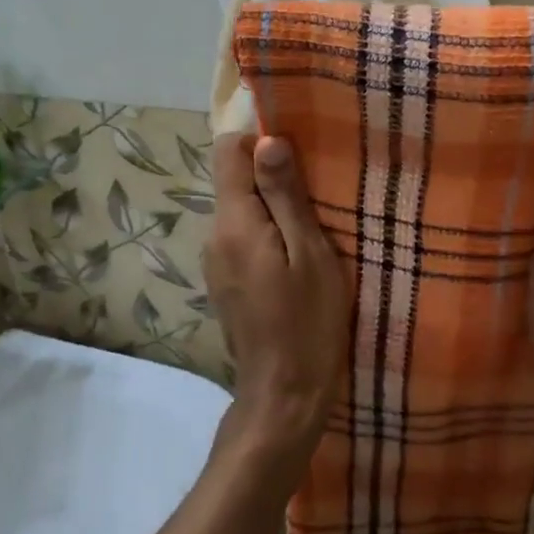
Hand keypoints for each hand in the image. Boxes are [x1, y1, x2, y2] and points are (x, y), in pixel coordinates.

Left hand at [204, 134, 350, 460]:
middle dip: (272, 176)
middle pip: (234, 180)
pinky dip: (267, 233)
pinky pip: (243, 237)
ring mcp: (216, 261)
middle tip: (319, 194)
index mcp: (233, 222)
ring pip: (241, 210)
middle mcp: (214, 235)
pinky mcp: (225, 281)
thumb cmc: (308, 320)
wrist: (284, 394)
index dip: (260, 141)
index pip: (228, 151)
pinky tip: (296, 257)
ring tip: (314, 226)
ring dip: (273, 207)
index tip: (299, 153)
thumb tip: (266, 139)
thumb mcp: (309, 252)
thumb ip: (285, 196)